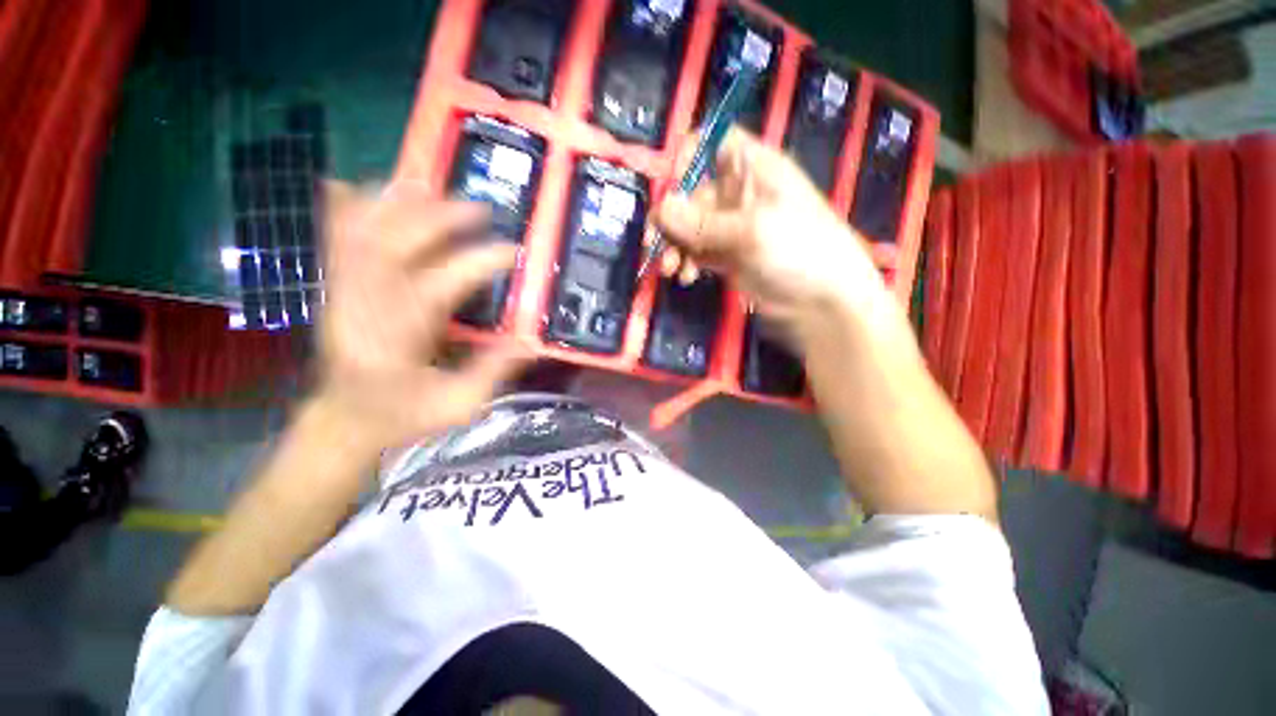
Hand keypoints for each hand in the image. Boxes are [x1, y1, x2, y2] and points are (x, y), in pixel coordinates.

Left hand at [314, 181, 529, 451]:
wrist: (345, 421)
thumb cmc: (405, 416)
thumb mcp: (459, 405)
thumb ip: (493, 371)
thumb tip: (529, 340)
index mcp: (402, 338)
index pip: (443, 284)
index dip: (479, 262)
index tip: (511, 251)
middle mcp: (367, 307)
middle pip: (396, 246)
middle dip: (436, 219)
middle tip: (476, 206)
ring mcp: (344, 295)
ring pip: (362, 235)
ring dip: (393, 206)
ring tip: (425, 182)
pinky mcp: (335, 291)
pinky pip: (334, 244)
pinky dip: (341, 213)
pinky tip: (350, 187)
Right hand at [652, 129, 893, 339]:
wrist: (822, 303)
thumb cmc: (799, 251)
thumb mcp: (751, 231)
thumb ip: (702, 222)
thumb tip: (659, 209)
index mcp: (752, 169)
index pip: (712, 144)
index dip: (688, 159)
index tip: (672, 187)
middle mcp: (739, 193)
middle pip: (691, 192)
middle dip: (671, 219)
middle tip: (654, 244)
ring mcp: (731, 227)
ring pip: (689, 227)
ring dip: (674, 246)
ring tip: (671, 269)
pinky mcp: (726, 256)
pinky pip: (696, 252)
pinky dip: (686, 262)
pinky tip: (686, 277)